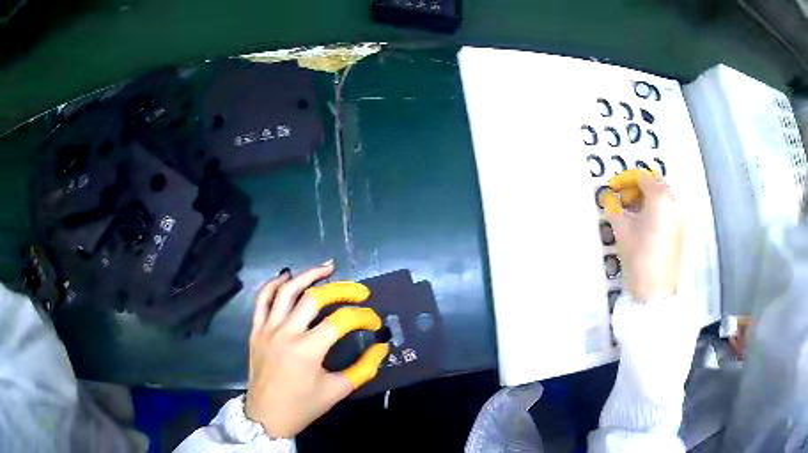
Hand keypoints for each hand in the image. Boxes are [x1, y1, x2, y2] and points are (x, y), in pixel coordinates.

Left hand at [244, 261, 389, 437]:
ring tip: (327, 268)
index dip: (363, 317)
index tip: (374, 321)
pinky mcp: (255, 330)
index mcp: (308, 350)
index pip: (341, 321)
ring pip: (286, 290)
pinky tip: (287, 277)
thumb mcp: (337, 391)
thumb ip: (364, 369)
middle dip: (341, 289)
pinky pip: (262, 299)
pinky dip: (274, 284)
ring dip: (308, 275)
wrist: (266, 416)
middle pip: (314, 298)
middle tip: (359, 291)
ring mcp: (267, 329)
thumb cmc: (303, 406)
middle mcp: (286, 332)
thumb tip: (382, 347)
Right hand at [600, 169, 683, 301]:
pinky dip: (655, 211)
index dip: (624, 180)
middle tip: (621, 201)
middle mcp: (673, 202)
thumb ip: (614, 208)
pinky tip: (643, 225)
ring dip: (646, 200)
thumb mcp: (621, 230)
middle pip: (654, 185)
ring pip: (662, 198)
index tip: (612, 189)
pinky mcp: (680, 231)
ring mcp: (679, 217)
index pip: (642, 177)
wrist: (655, 290)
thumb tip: (610, 199)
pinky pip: (667, 211)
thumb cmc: (638, 256)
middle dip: (637, 189)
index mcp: (660, 197)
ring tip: (631, 214)